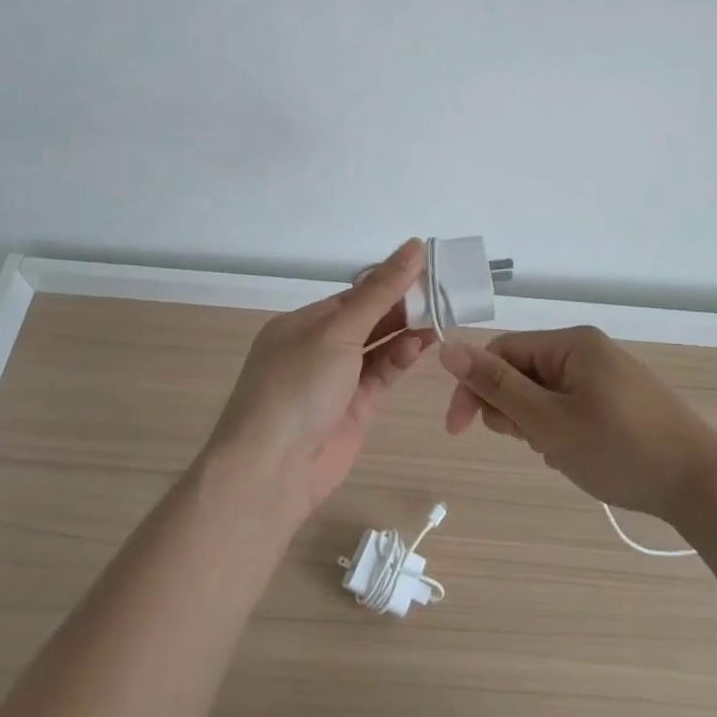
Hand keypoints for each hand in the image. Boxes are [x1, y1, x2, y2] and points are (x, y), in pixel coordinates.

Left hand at [207, 239, 434, 512]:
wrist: (272, 471)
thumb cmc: (298, 386)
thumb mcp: (339, 331)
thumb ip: (380, 291)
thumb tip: (414, 245)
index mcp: (302, 323)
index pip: (353, 294)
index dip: (389, 280)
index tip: (427, 267)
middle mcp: (317, 348)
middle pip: (367, 318)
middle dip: (402, 305)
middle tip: (444, 291)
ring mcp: (336, 381)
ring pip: (377, 347)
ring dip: (406, 331)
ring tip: (442, 314)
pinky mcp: (354, 409)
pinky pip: (382, 374)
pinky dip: (401, 358)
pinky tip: (424, 343)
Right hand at [440, 327, 716, 521]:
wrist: (702, 486)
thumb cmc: (621, 450)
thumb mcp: (549, 422)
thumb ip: (497, 386)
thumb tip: (447, 347)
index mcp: (570, 343)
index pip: (501, 351)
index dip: (474, 387)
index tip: (460, 431)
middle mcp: (587, 349)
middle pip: (522, 371)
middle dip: (513, 410)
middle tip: (534, 443)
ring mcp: (606, 374)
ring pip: (543, 393)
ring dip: (537, 424)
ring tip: (561, 453)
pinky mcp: (619, 399)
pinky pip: (569, 406)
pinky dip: (561, 430)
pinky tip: (578, 455)